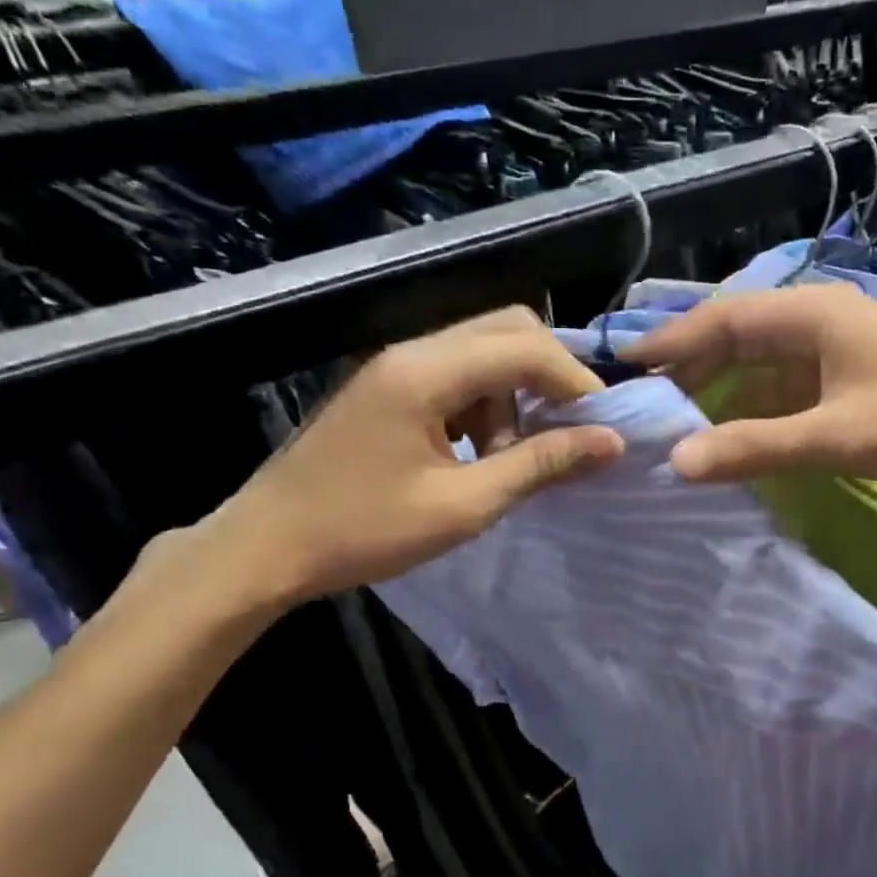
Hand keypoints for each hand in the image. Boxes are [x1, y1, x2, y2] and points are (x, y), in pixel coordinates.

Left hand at [209, 307, 623, 603]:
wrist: (267, 546)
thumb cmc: (364, 531)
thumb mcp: (463, 505)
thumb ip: (539, 465)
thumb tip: (609, 442)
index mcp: (427, 372)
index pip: (526, 347)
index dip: (576, 382)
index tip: (604, 428)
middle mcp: (413, 351)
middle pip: (507, 329)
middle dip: (550, 376)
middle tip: (570, 430)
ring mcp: (397, 366)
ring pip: (484, 351)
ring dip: (515, 394)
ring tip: (514, 455)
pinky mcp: (389, 387)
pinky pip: (457, 375)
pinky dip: (486, 404)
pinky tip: (479, 453)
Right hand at [622, 285, 876, 487]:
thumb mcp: (836, 436)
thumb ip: (755, 447)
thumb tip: (678, 460)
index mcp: (811, 314)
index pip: (723, 319)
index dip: (671, 340)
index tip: (623, 365)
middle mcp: (818, 321)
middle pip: (736, 338)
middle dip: (691, 371)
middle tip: (645, 408)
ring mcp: (836, 350)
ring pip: (760, 365)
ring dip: (721, 393)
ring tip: (676, 426)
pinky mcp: (849, 379)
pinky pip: (785, 388)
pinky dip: (754, 410)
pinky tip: (732, 437)